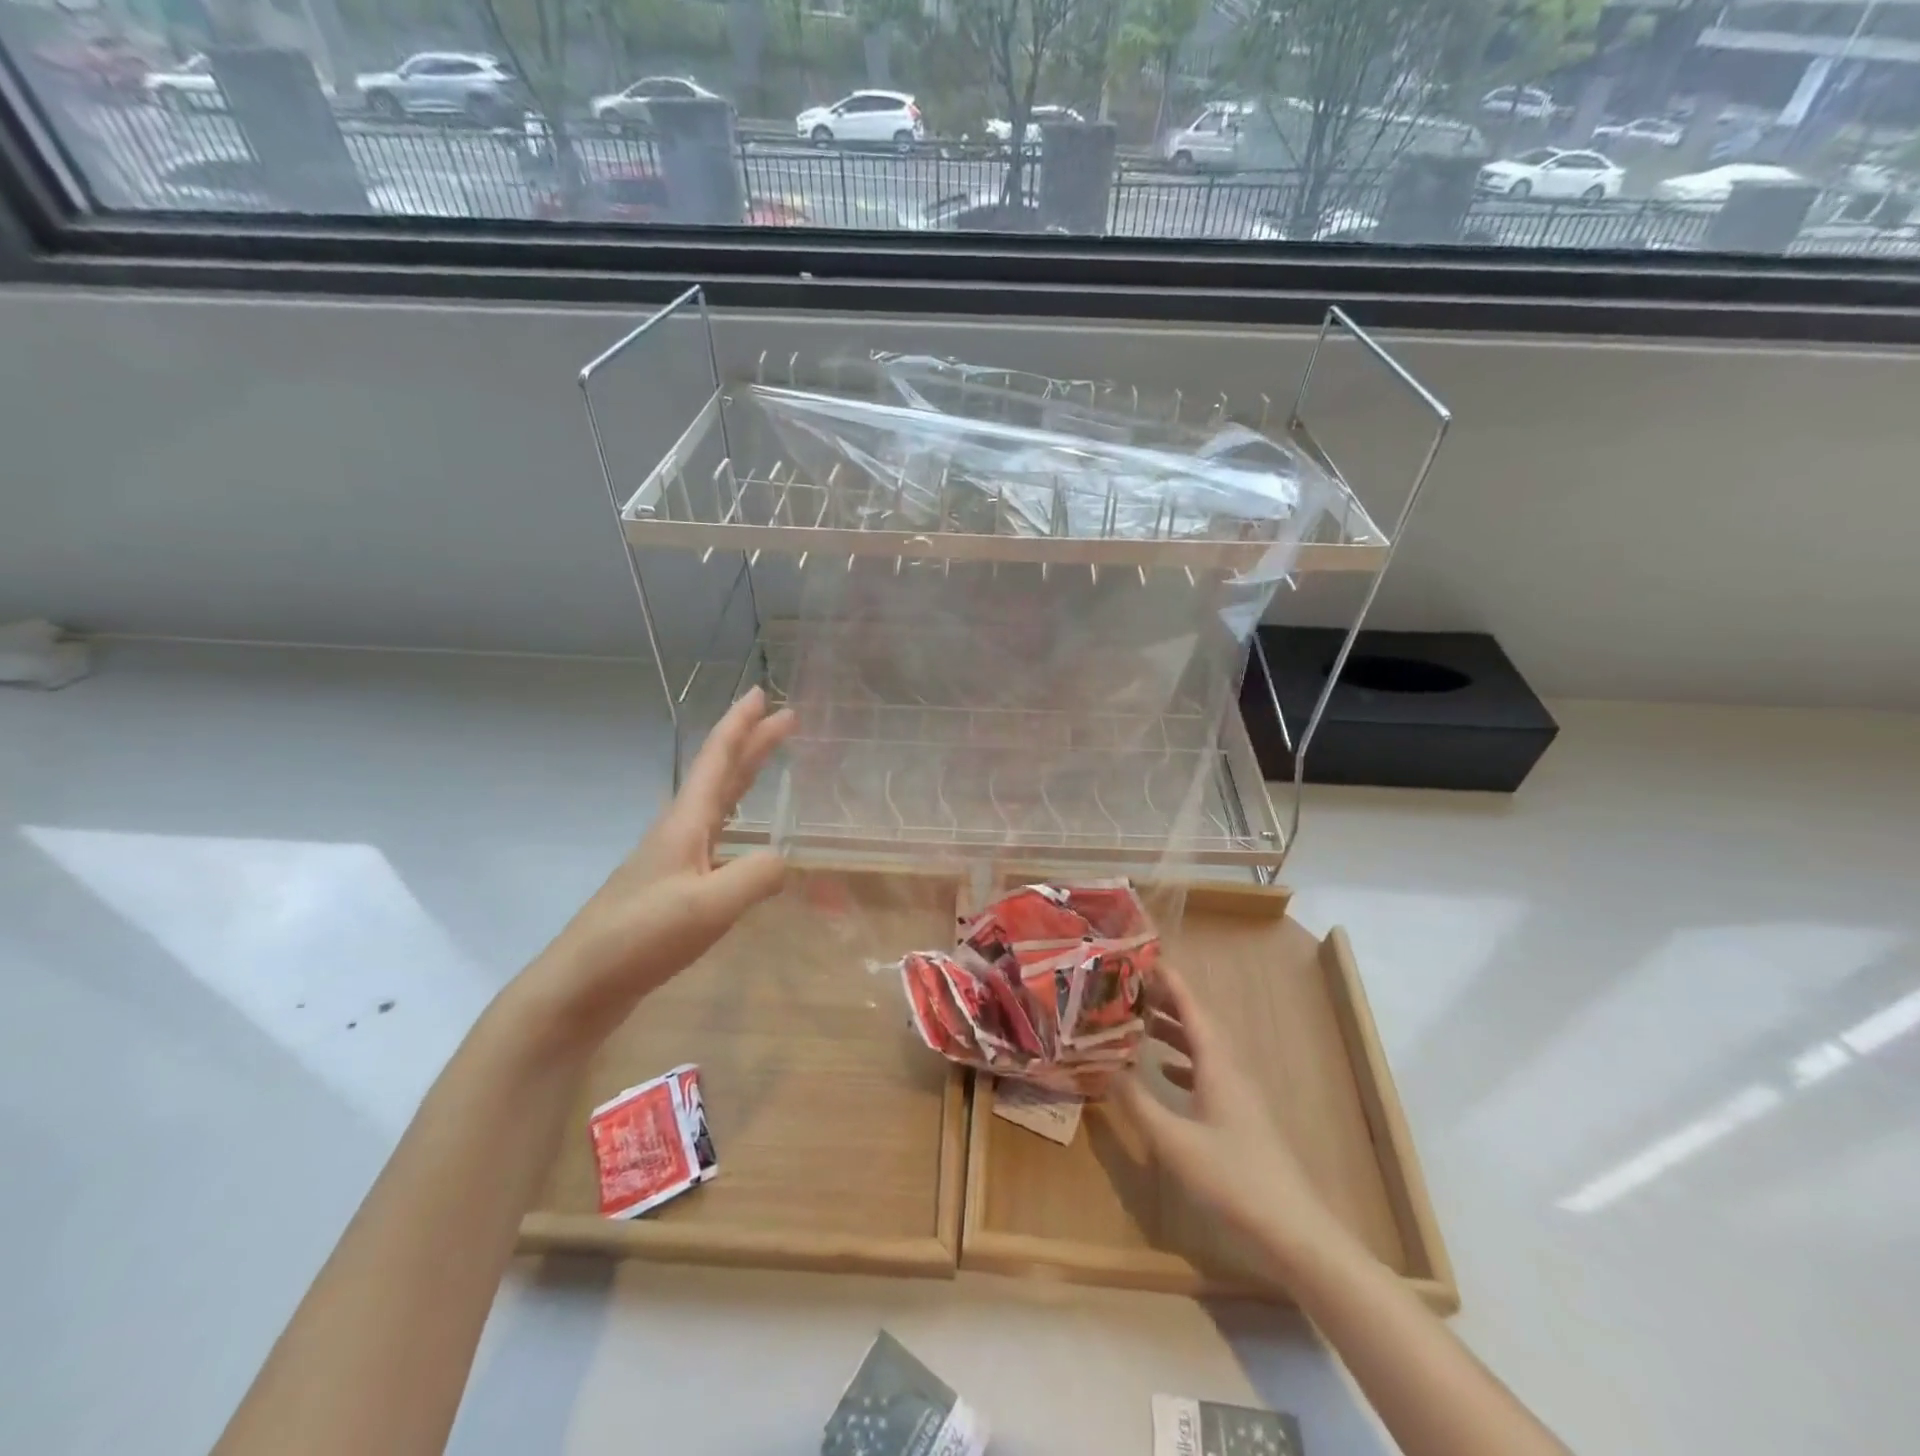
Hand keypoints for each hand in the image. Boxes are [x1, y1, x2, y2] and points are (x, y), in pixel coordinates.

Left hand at [518, 688, 795, 1047]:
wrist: (582, 983)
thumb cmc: (641, 936)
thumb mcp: (708, 906)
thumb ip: (756, 877)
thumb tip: (786, 859)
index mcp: (686, 823)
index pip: (718, 759)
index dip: (741, 725)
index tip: (761, 693)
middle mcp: (680, 831)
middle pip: (721, 774)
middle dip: (753, 743)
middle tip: (786, 718)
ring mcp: (674, 858)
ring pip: (718, 803)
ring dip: (746, 776)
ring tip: (771, 762)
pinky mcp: (674, 886)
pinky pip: (717, 836)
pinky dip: (739, 819)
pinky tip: (747, 837)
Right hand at [1116, 964, 1350, 1270]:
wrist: (1292, 1228)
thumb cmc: (1232, 1177)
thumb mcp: (1174, 1141)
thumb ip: (1137, 1102)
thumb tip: (1103, 1065)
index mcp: (1218, 1063)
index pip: (1192, 1007)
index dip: (1169, 980)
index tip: (1142, 957)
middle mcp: (1230, 1068)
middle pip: (1198, 1021)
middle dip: (1166, 999)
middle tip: (1129, 986)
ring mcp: (1239, 1092)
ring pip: (1203, 1045)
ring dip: (1173, 1029)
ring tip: (1139, 1020)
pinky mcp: (1240, 1114)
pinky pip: (1208, 1069)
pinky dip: (1183, 1059)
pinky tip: (1163, 1070)